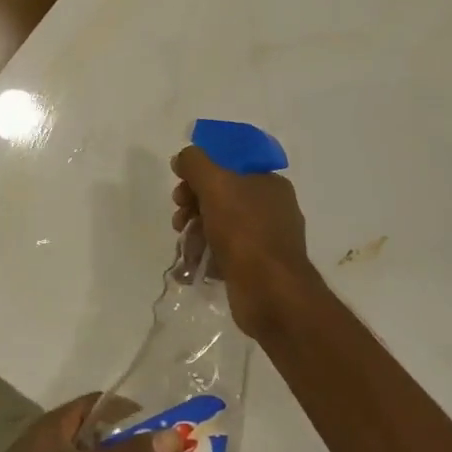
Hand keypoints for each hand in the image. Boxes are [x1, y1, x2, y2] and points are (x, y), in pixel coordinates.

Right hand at [171, 145, 322, 338]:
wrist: (271, 293)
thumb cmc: (245, 231)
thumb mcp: (215, 184)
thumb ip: (195, 163)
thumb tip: (182, 158)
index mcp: (270, 184)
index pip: (230, 168)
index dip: (201, 174)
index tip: (181, 188)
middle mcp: (272, 209)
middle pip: (222, 197)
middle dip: (193, 205)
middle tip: (179, 218)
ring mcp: (265, 240)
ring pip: (221, 227)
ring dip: (195, 232)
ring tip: (184, 245)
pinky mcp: (256, 268)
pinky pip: (224, 254)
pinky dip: (206, 256)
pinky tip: (191, 265)